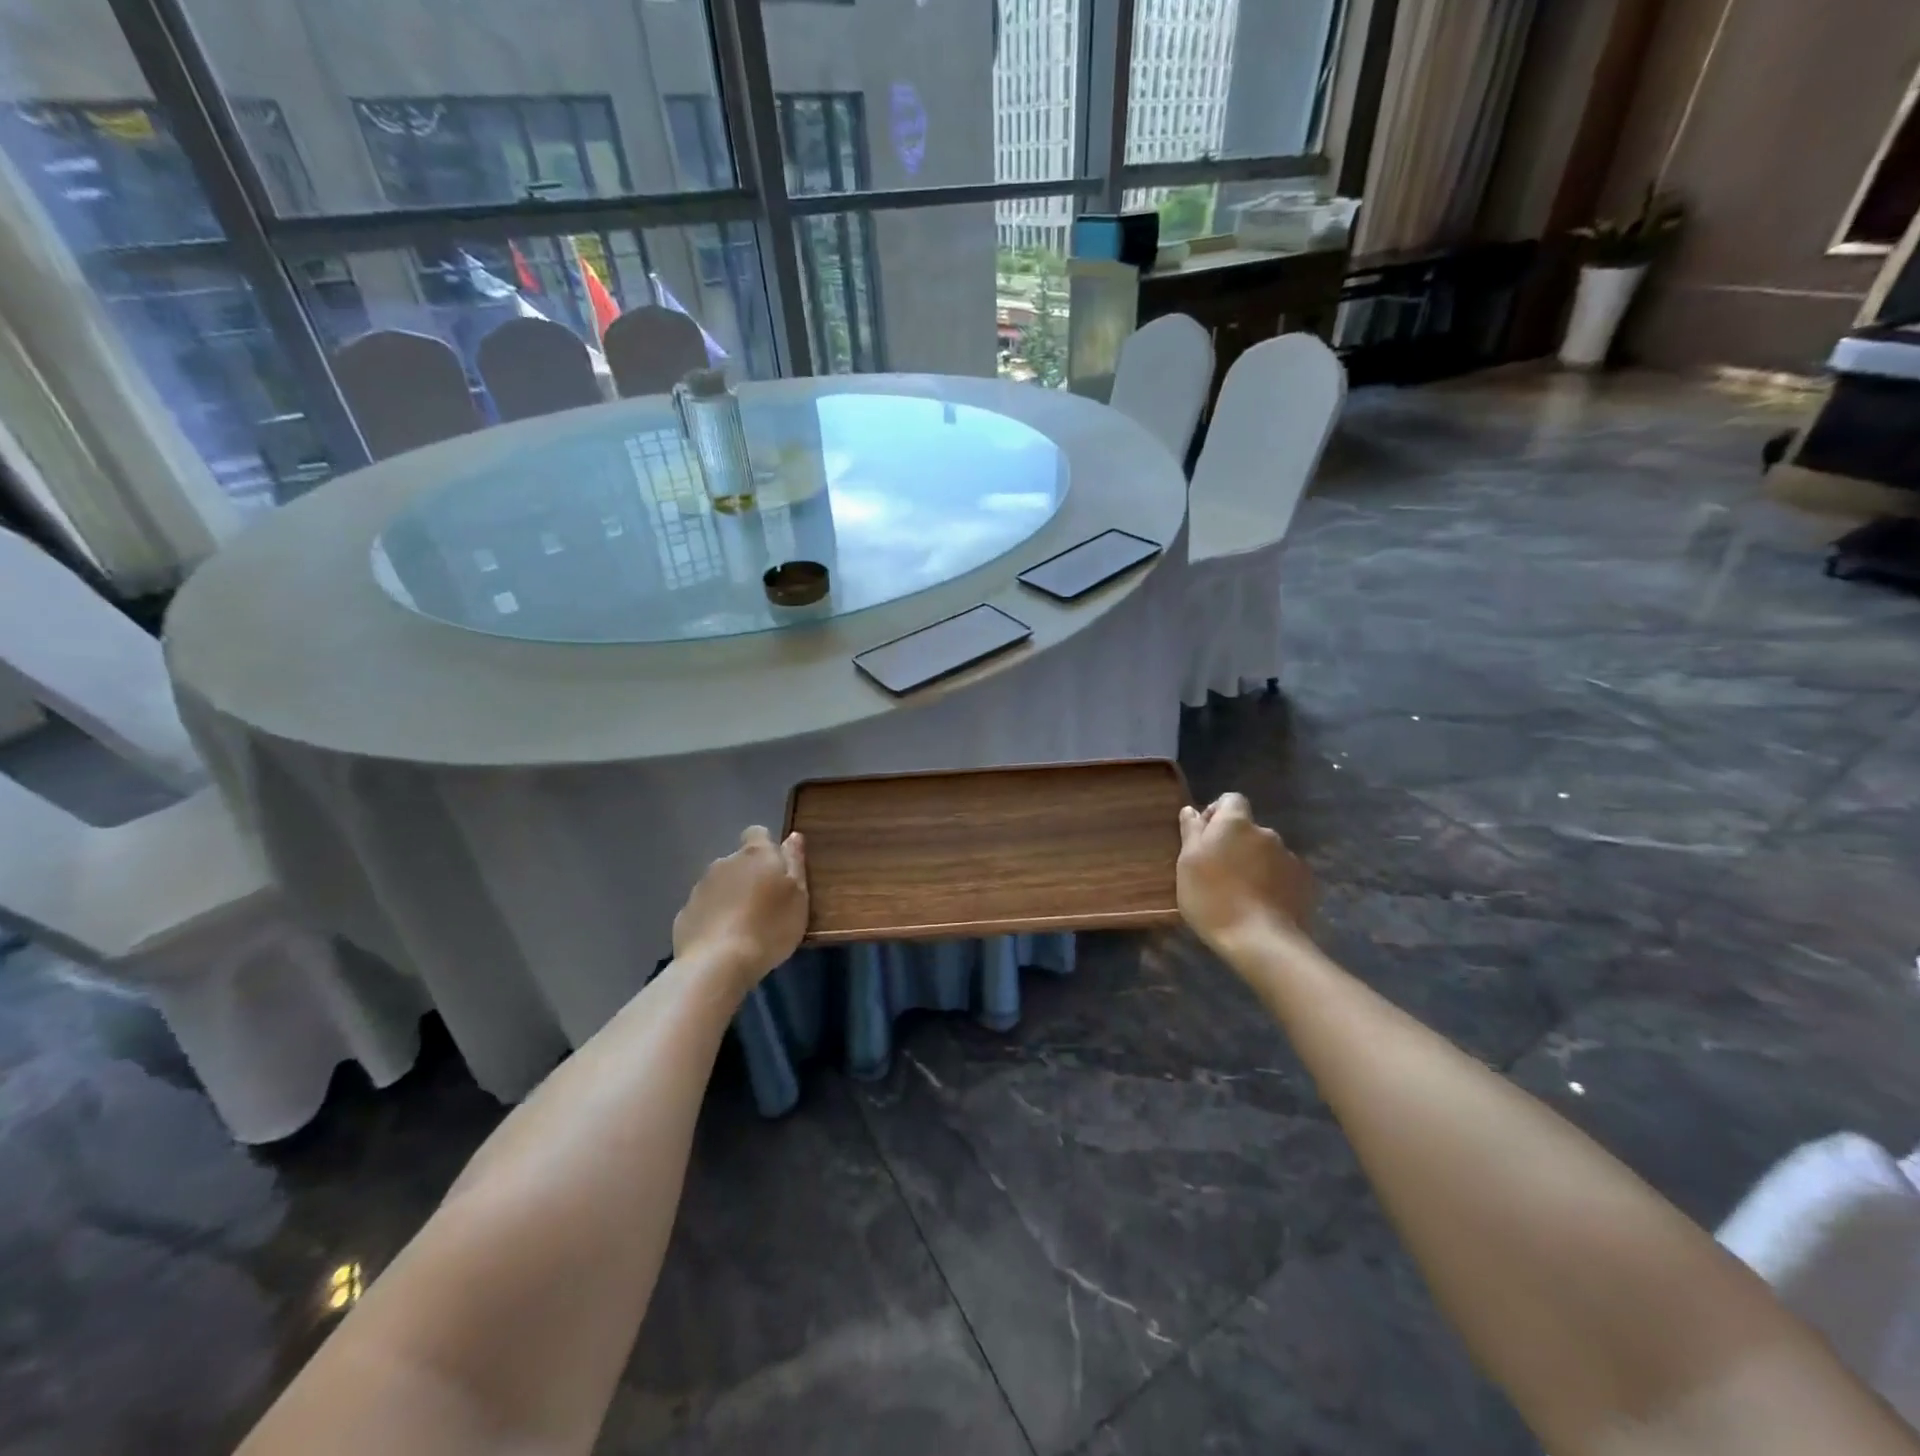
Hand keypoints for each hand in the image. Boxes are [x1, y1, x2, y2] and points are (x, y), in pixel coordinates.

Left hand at [672, 827, 808, 995]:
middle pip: (739, 862)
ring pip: (720, 885)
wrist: (717, 964)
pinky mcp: (684, 914)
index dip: (767, 847)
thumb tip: (793, 836)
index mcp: (756, 855)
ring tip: (744, 928)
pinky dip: (713, 918)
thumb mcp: (798, 896)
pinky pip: (704, 909)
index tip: (777, 870)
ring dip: (731, 897)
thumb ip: (795, 863)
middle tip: (765, 905)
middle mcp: (724, 863)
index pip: (758, 833)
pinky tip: (723, 941)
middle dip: (750, 876)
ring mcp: (700, 888)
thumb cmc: (769, 927)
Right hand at [1176, 793, 1313, 958]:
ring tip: (1242, 892)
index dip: (1217, 813)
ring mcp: (1289, 857)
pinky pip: (1284, 873)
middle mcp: (1266, 832)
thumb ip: (1191, 831)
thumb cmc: (1212, 897)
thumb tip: (1191, 810)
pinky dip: (1273, 881)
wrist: (1259, 940)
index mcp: (1236, 823)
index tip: (1204, 837)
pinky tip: (1262, 904)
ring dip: (1255, 863)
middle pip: (1248, 829)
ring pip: (1266, 852)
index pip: (1230, 799)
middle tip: (1219, 871)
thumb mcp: (1188, 864)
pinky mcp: (1305, 882)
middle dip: (1235, 843)